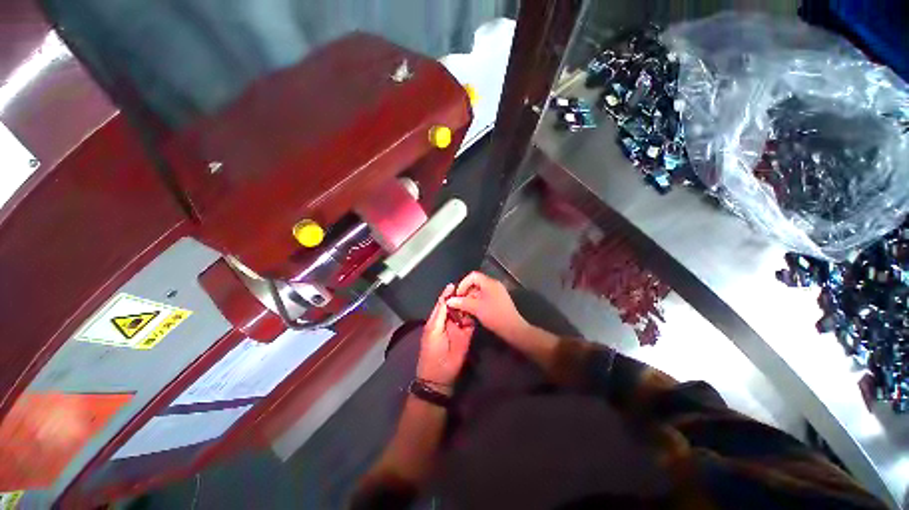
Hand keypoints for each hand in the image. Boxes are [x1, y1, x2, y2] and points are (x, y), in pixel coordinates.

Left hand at [416, 284, 474, 388]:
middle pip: (455, 305)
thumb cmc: (432, 352)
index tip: (456, 284)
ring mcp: (458, 327)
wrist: (440, 377)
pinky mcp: (467, 334)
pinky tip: (478, 308)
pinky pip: (471, 322)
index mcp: (437, 319)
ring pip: (464, 312)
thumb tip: (446, 298)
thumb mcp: (433, 331)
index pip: (443, 303)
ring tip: (476, 294)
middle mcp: (448, 320)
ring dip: (468, 304)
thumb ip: (440, 314)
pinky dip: (474, 315)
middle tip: (470, 287)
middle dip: (461, 297)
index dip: (448, 293)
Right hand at [446, 272, 529, 344]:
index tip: (457, 295)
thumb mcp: (476, 308)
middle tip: (459, 303)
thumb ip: (462, 303)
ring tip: (464, 309)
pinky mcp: (498, 301)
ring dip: (470, 299)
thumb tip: (449, 300)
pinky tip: (472, 312)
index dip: (463, 284)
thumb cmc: (494, 315)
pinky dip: (477, 303)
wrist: (513, 329)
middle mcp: (494, 285)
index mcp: (490, 283)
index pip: (473, 276)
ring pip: (479, 291)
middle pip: (475, 283)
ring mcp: (497, 293)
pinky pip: (484, 297)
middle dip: (465, 293)